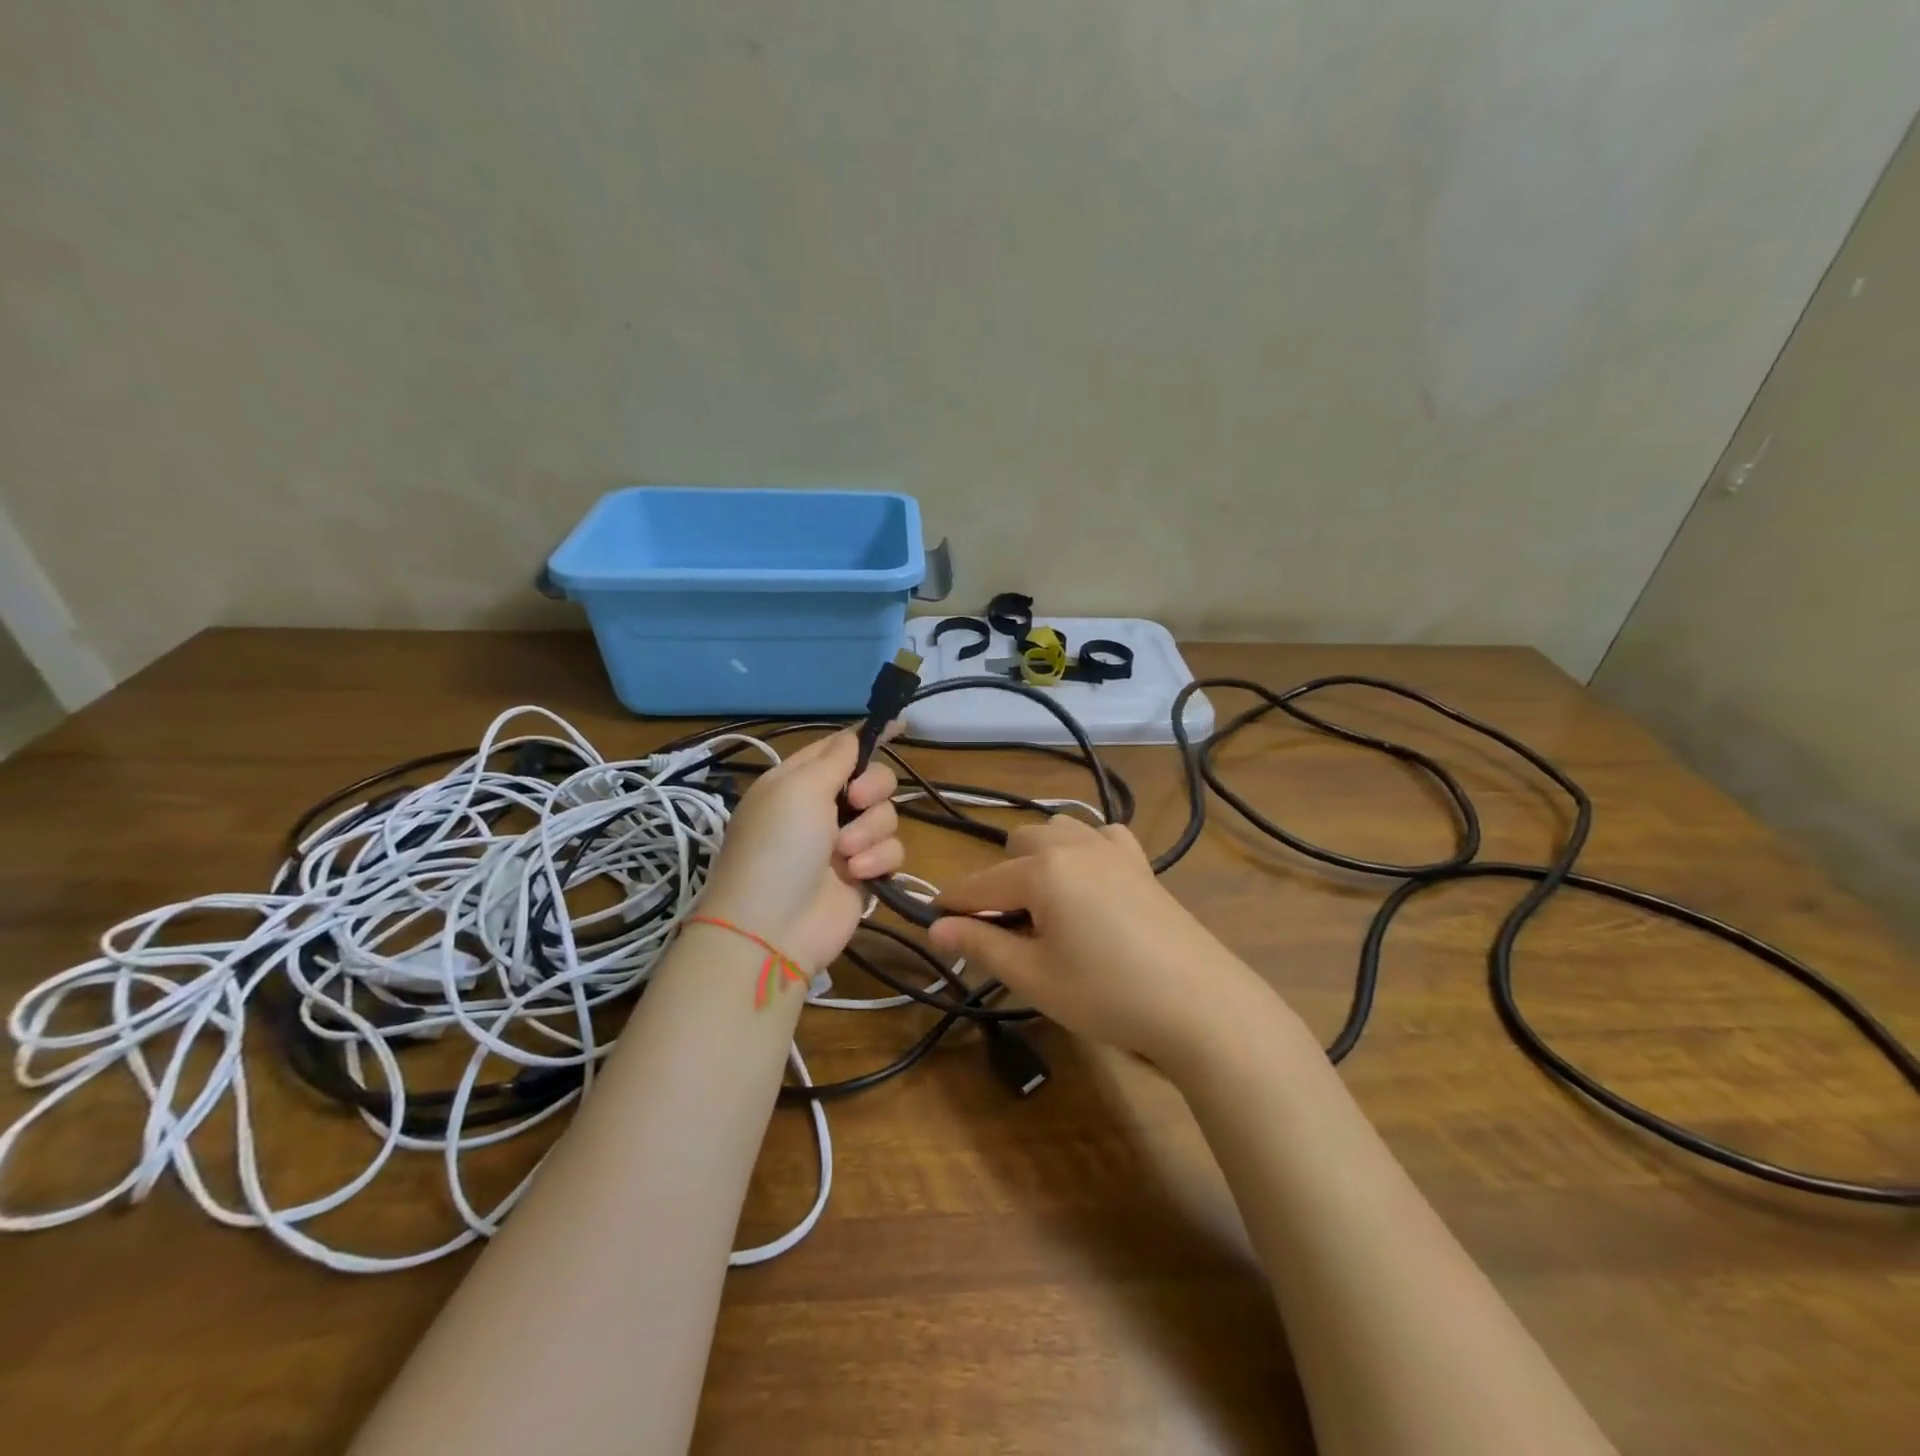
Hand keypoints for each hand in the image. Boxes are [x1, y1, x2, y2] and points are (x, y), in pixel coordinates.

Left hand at [697, 730, 902, 970]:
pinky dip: (877, 859)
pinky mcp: (865, 873)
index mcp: (799, 781)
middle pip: (873, 779)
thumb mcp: (799, 789)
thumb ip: (837, 757)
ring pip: (887, 816)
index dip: (870, 736)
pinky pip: (892, 851)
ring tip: (844, 854)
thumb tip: (858, 731)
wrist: (772, 927)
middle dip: (873, 788)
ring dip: (870, 831)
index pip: (840, 748)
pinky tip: (857, 874)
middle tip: (856, 802)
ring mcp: (845, 842)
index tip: (902, 725)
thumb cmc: (778, 847)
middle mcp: (823, 808)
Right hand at [929, 816, 1280, 1069]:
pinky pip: (1101, 836)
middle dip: (1000, 881)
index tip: (932, 922)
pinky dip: (1084, 850)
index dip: (951, 905)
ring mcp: (1112, 849)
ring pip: (1057, 832)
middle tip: (1004, 930)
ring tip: (1044, 905)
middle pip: (1017, 846)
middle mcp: (1073, 846)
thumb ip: (981, 946)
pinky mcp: (1141, 862)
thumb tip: (935, 929)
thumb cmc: (1106, 993)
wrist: (1199, 1003)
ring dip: (1039, 859)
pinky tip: (1090, 882)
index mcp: (1041, 870)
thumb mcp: (1034, 977)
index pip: (979, 884)